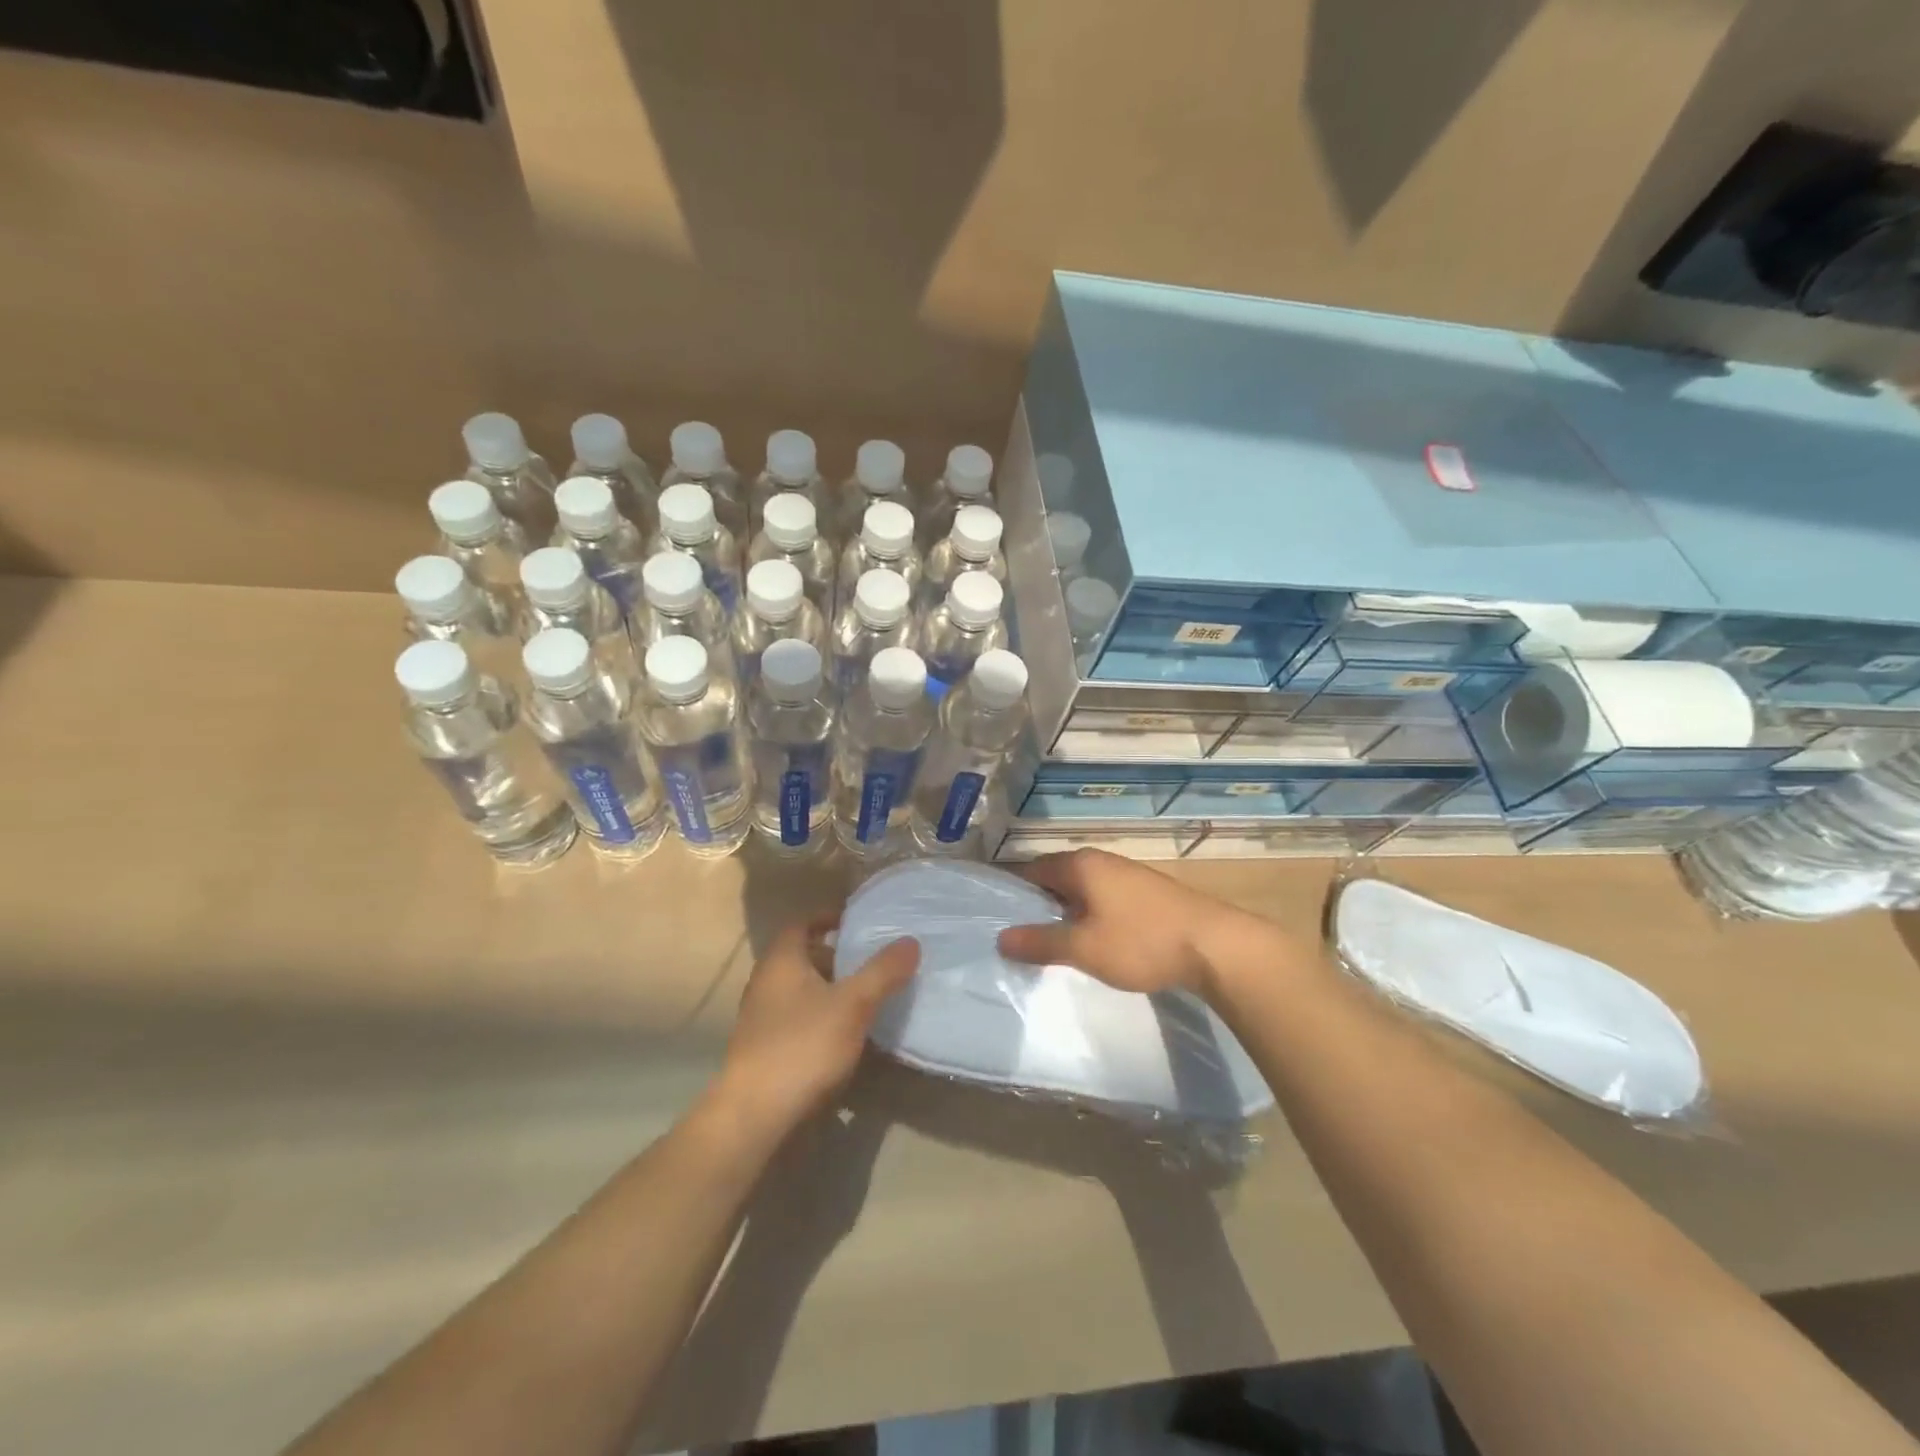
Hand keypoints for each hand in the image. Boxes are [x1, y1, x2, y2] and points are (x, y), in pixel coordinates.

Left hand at [712, 916, 918, 1138]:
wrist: (755, 1116)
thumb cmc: (803, 1046)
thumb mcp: (853, 1004)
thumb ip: (882, 971)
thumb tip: (911, 940)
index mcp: (781, 961)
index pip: (801, 923)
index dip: (827, 917)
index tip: (856, 921)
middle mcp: (765, 983)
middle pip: (801, 957)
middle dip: (834, 955)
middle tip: (868, 960)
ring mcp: (761, 1019)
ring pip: (799, 990)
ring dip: (828, 988)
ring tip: (864, 996)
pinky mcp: (764, 1050)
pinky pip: (797, 1019)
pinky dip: (820, 1016)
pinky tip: (844, 1035)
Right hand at [995, 849, 1249, 995]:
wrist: (1215, 946)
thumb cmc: (1141, 942)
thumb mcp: (1083, 948)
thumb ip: (1040, 942)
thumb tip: (1001, 938)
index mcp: (1080, 865)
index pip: (1030, 869)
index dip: (1010, 890)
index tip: (992, 912)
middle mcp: (1100, 861)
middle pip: (1055, 876)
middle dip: (1035, 902)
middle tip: (1015, 932)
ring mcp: (1125, 874)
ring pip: (1079, 888)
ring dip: (1062, 909)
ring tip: (1047, 939)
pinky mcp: (1145, 892)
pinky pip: (1101, 897)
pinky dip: (1086, 913)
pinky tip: (1088, 938)